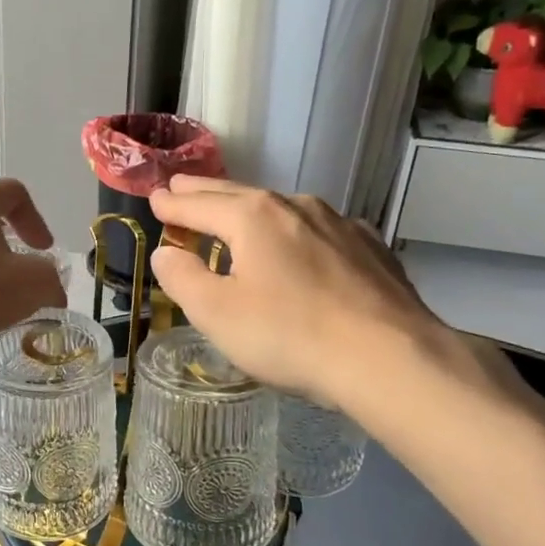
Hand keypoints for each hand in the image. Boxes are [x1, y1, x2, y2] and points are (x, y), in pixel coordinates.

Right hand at [147, 176, 480, 415]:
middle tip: (181, 186)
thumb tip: (166, 253)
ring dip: (251, 209)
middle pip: (238, 194)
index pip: (198, 203)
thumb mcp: (216, 313)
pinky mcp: (370, 248)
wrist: (390, 359)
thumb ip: (182, 278)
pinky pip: (319, 230)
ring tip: (235, 213)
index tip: (154, 198)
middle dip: (205, 192)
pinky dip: (295, 231)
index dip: (172, 204)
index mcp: (252, 217)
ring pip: (281, 208)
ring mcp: (339, 224)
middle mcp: (295, 206)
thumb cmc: (289, 335)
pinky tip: (300, 244)